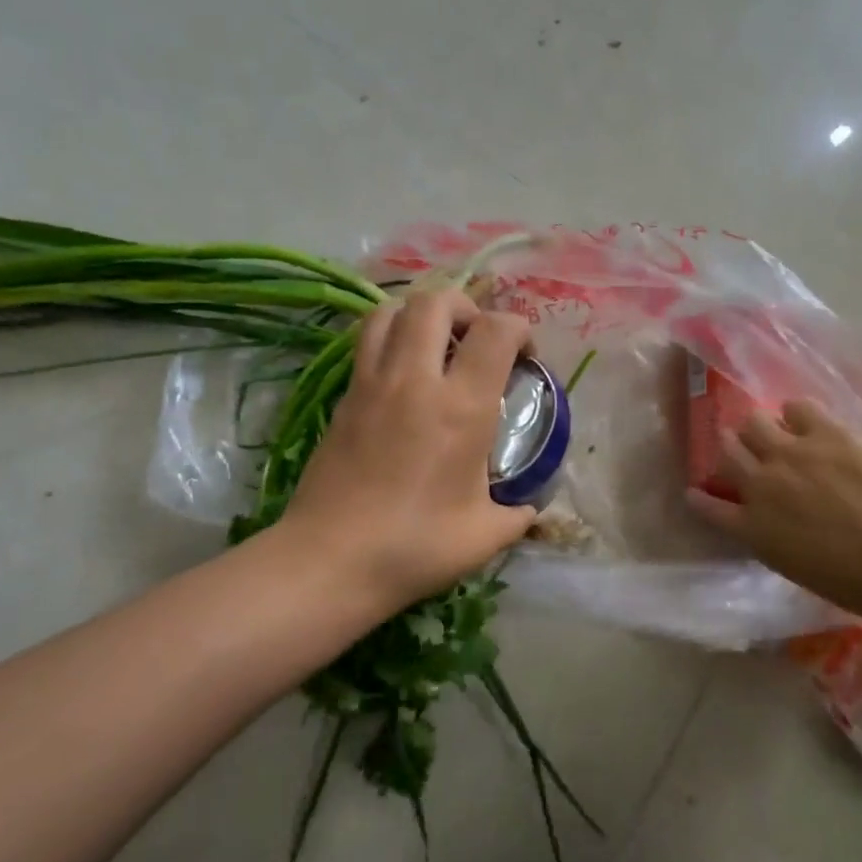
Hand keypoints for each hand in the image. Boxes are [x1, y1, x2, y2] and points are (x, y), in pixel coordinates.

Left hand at [283, 289, 535, 612]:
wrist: (330, 560)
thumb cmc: (415, 547)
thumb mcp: (484, 536)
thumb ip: (517, 515)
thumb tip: (530, 509)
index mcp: (461, 407)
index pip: (495, 331)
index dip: (519, 329)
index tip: (525, 357)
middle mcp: (415, 379)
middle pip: (436, 301)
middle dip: (466, 308)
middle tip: (476, 341)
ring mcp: (371, 383)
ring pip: (391, 310)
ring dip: (421, 314)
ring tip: (436, 344)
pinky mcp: (343, 397)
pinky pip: (366, 342)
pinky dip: (391, 337)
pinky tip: (404, 375)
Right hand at [688, 399, 861, 613]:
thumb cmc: (858, 582)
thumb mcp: (800, 570)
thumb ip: (777, 542)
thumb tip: (776, 528)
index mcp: (753, 529)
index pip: (710, 508)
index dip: (701, 499)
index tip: (696, 493)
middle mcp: (760, 485)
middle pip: (726, 453)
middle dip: (730, 449)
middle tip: (743, 451)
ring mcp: (789, 454)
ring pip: (752, 422)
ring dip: (758, 427)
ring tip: (774, 430)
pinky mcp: (824, 432)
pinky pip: (796, 407)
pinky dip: (797, 413)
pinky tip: (807, 420)